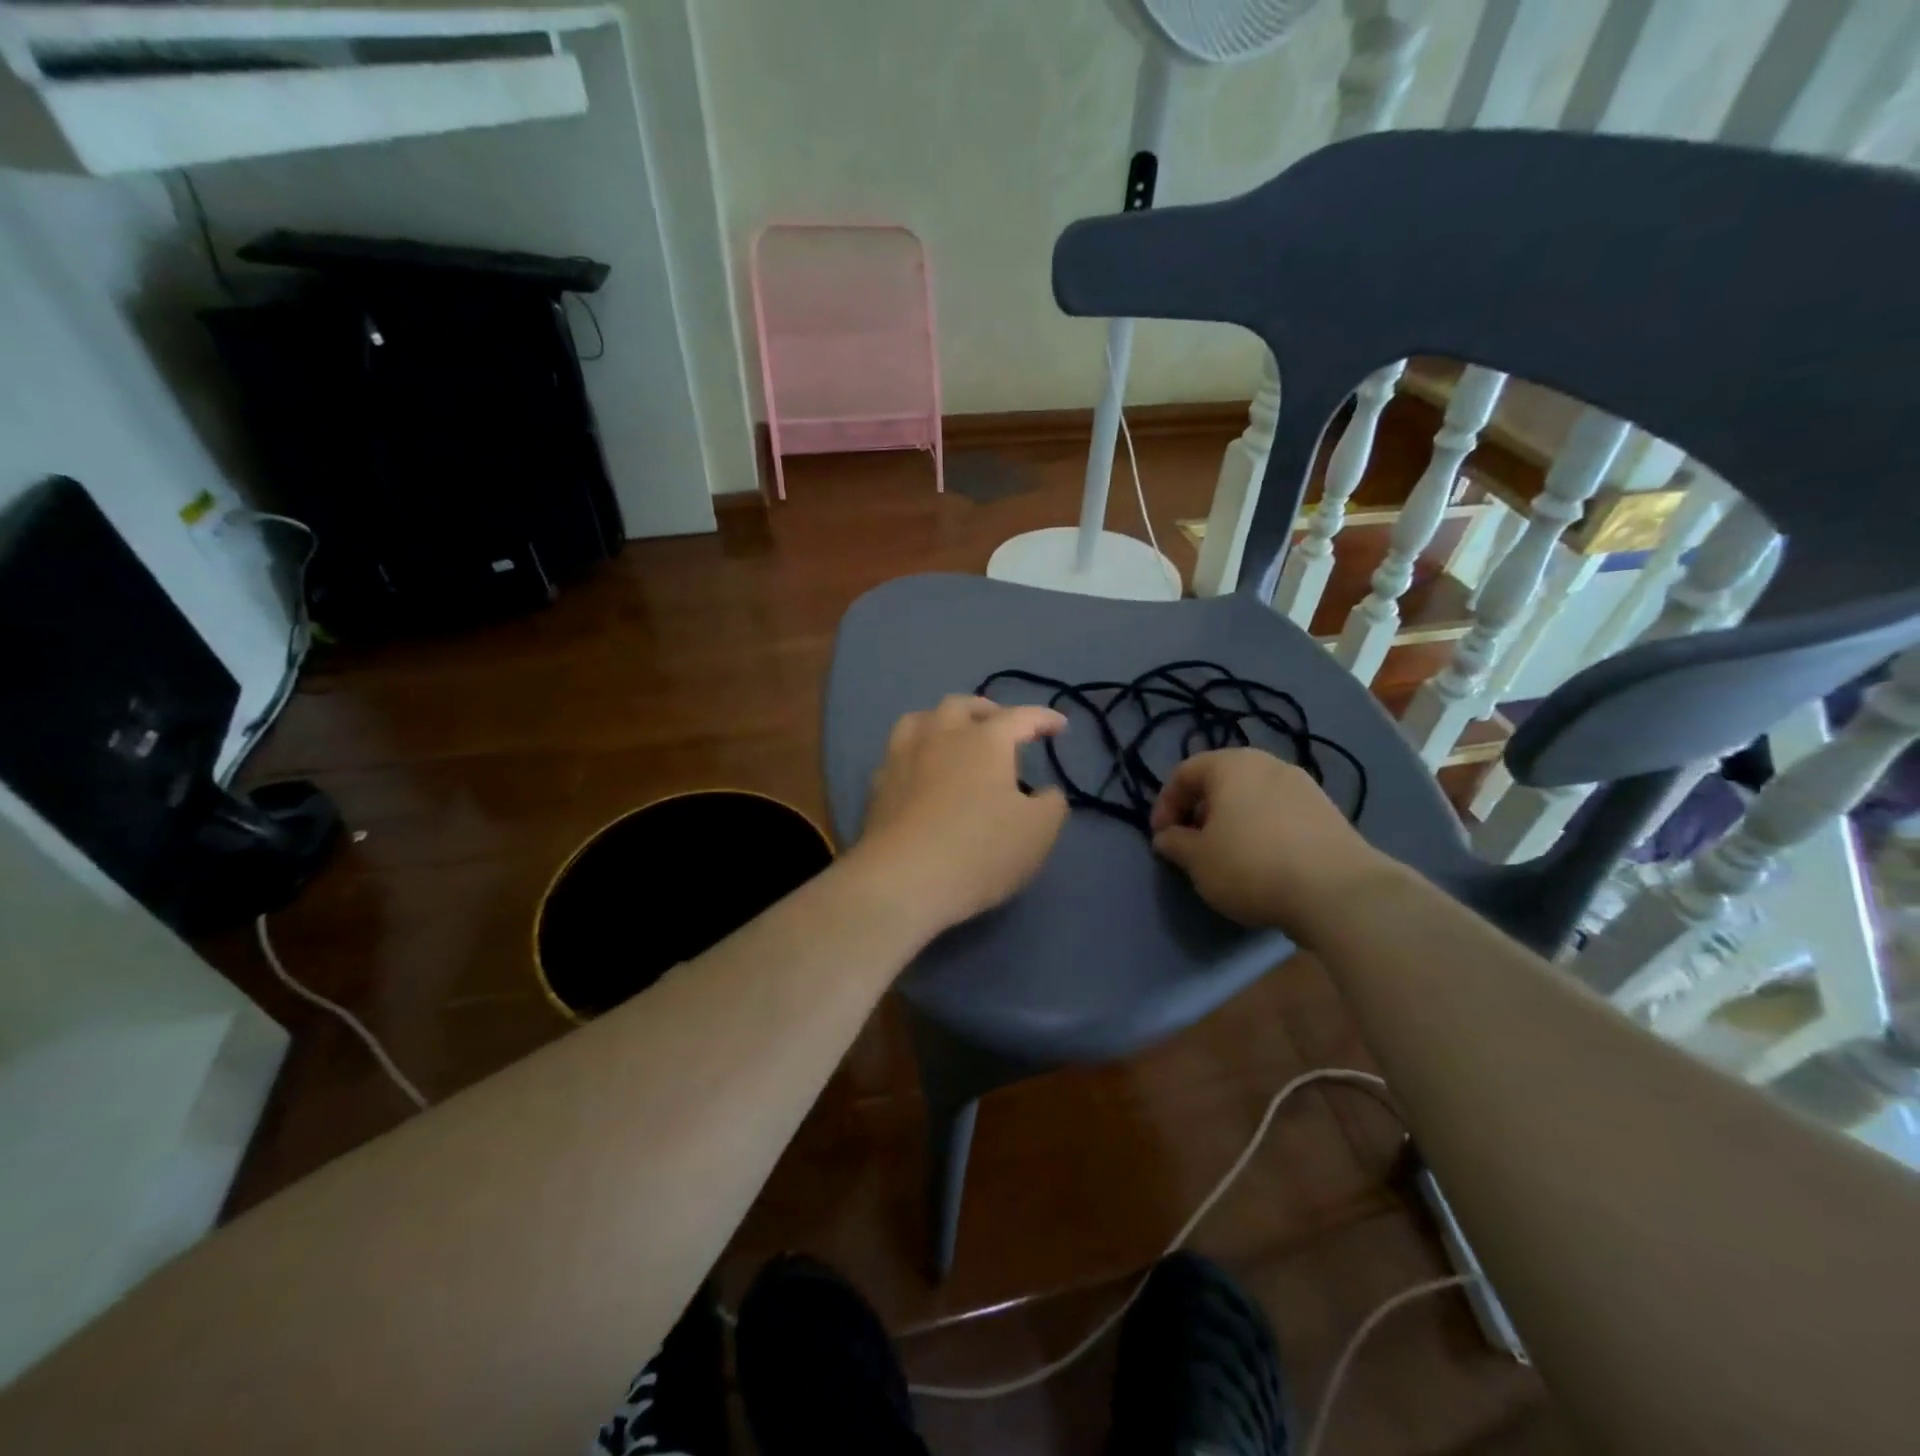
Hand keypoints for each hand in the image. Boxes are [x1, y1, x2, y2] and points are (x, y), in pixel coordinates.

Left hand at [850, 695, 1070, 934]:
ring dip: (942, 721)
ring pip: (920, 719)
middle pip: (961, 705)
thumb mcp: (1038, 832)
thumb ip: (1050, 804)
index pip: (1020, 717)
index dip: (1043, 718)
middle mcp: (940, 736)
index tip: (1059, 726)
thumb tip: (1044, 792)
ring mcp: (902, 757)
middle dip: (986, 710)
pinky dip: (915, 753)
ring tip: (952, 736)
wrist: (902, 881)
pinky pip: (897, 753)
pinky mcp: (878, 785)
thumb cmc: (980, 851)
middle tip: (1001, 725)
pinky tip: (920, 771)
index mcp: (984, 741)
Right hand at [1149, 748, 1395, 937]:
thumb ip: (1175, 844)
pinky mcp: (1327, 812)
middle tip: (1192, 845)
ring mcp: (1303, 786)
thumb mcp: (1197, 860)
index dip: (1164, 804)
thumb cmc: (1251, 865)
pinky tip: (1264, 864)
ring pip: (1252, 797)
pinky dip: (1262, 830)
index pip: (1184, 773)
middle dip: (1200, 811)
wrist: (1337, 891)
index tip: (1161, 838)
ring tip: (1227, 857)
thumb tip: (1167, 838)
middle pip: (1220, 781)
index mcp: (1230, 765)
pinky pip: (1280, 813)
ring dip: (1231, 821)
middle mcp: (1267, 764)